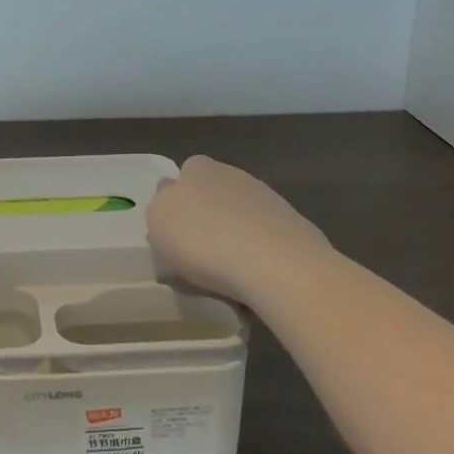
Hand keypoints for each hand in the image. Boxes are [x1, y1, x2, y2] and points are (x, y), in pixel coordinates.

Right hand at [146, 155, 331, 305]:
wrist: (277, 266)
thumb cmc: (203, 240)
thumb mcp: (158, 220)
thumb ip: (160, 206)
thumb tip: (171, 202)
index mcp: (198, 169)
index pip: (184, 176)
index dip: (177, 203)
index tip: (173, 234)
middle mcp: (234, 176)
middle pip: (213, 197)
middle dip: (206, 220)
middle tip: (197, 256)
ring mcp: (268, 200)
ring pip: (240, 221)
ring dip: (232, 241)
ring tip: (226, 279)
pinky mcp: (294, 229)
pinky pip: (264, 244)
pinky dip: (257, 260)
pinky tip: (253, 284)